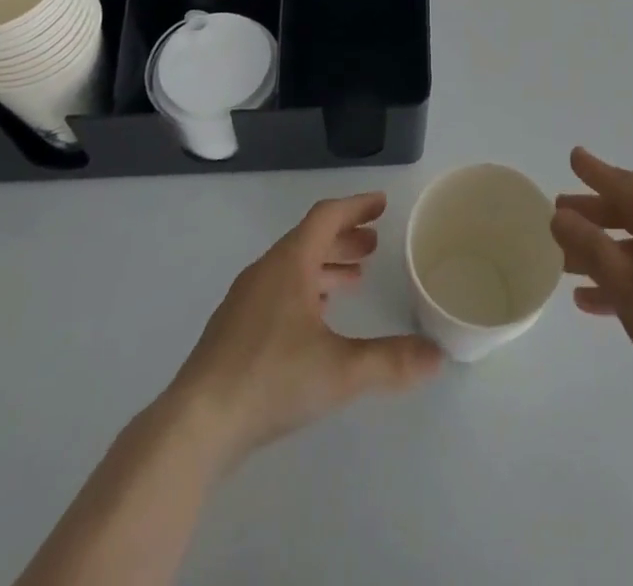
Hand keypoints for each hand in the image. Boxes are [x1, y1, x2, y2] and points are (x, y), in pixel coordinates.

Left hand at [162, 193, 442, 471]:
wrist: (194, 427)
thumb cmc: (270, 380)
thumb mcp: (340, 371)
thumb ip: (391, 361)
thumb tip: (437, 356)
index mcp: (289, 263)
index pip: (327, 216)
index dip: (356, 207)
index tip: (382, 204)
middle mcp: (266, 271)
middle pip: (309, 239)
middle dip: (344, 238)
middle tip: (373, 245)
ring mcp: (245, 300)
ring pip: (292, 266)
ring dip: (325, 265)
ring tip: (353, 280)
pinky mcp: (233, 330)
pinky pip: (277, 290)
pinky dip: (304, 289)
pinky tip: (315, 320)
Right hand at [553, 148, 632, 467]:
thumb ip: (595, 251)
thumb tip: (560, 216)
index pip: (629, 187)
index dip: (598, 173)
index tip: (573, 156)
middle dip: (595, 214)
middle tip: (558, 212)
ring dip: (602, 253)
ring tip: (564, 260)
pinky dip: (620, 285)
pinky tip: (590, 302)